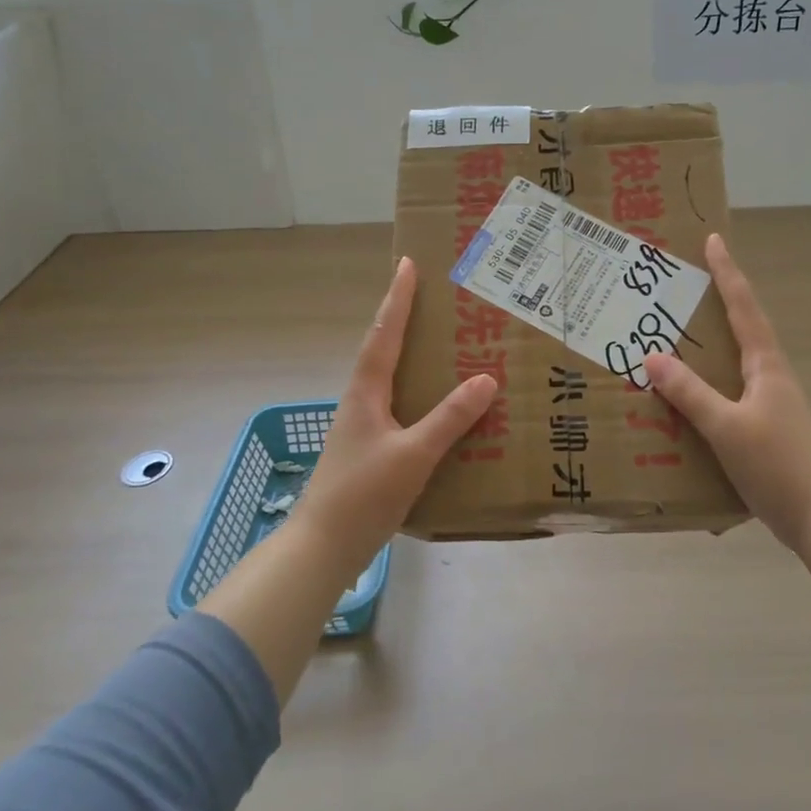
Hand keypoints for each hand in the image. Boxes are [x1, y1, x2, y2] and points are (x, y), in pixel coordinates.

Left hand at [295, 257, 495, 558]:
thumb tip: (486, 379)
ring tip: (445, 345)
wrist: (324, 546)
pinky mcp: (371, 450)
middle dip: (405, 320)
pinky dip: (420, 395)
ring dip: (412, 356)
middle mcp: (362, 402)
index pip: (383, 335)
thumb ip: (449, 419)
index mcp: (366, 393)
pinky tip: (442, 408)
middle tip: (434, 298)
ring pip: (392, 379)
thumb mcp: (413, 455)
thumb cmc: (363, 494)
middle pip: (384, 350)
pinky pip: (400, 407)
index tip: (407, 264)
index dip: (397, 299)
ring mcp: (364, 427)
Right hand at [644, 234, 810, 551]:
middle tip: (681, 285)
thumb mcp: (726, 427)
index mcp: (766, 366)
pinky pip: (728, 390)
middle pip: (741, 326)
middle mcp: (769, 376)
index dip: (728, 273)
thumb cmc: (777, 465)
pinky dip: (706, 380)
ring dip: (708, 342)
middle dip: (715, 301)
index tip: (713, 240)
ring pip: (734, 360)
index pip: (744, 307)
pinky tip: (685, 395)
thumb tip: (652, 356)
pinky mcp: (763, 427)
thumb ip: (690, 393)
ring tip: (674, 334)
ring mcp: (769, 402)